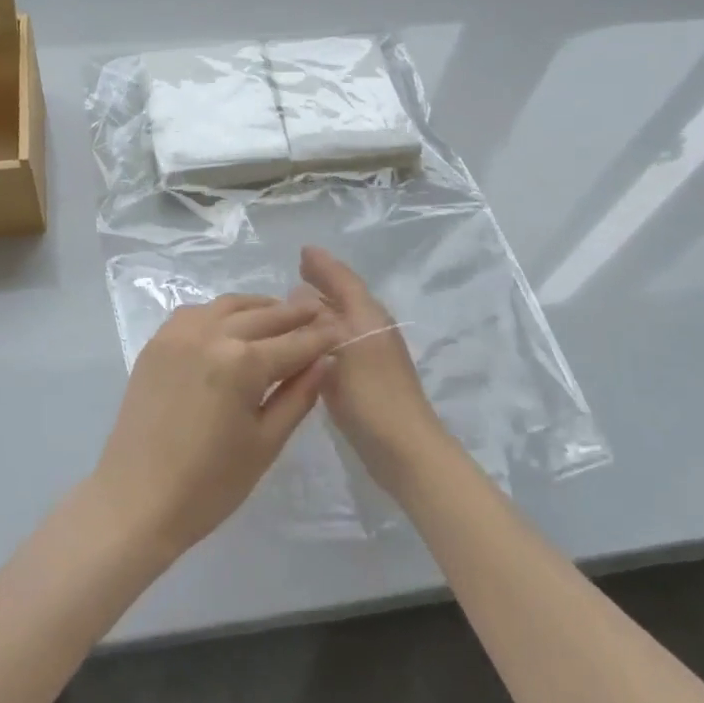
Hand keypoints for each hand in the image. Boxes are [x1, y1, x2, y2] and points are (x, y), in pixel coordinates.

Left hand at [89, 294, 336, 561]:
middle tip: (318, 313)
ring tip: (281, 316)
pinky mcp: (159, 340)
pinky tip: (234, 324)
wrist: (136, 499)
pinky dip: (223, 312)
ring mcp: (180, 332)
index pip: (295, 342)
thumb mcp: (265, 443)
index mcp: (243, 362)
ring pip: (231, 305)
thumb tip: (326, 360)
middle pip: (265, 316)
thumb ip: (298, 395)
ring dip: (260, 308)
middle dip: (296, 315)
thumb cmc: (209, 484)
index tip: (342, 328)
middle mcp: (212, 333)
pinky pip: (199, 312)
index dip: (322, 336)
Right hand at [299, 247, 454, 493]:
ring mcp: (371, 356)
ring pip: (343, 319)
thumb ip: (323, 319)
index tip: (302, 252)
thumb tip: (302, 293)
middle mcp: (372, 329)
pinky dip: (323, 334)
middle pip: (346, 296)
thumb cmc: (372, 394)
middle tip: (299, 270)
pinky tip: (308, 344)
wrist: (406, 450)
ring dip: (323, 307)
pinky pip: (339, 343)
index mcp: (368, 315)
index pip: (344, 279)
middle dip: (324, 282)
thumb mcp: (344, 347)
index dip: (324, 265)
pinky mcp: (365, 380)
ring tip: (298, 302)